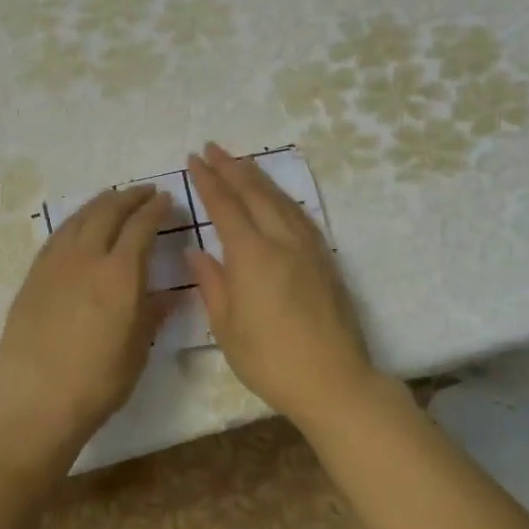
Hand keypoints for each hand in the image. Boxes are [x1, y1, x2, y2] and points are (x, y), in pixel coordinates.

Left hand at [0, 185, 173, 459]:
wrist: (36, 402)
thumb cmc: (97, 382)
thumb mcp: (137, 350)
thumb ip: (153, 314)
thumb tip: (171, 294)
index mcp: (119, 274)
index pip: (140, 227)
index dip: (155, 210)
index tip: (166, 200)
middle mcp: (86, 258)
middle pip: (108, 212)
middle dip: (129, 197)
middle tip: (144, 193)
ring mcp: (54, 265)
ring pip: (78, 219)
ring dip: (99, 204)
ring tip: (112, 200)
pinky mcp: (32, 277)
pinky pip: (56, 237)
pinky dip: (74, 223)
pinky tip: (78, 227)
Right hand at [184, 143, 380, 428]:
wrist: (334, 381)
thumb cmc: (270, 360)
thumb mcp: (227, 327)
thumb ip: (211, 283)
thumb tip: (197, 252)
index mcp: (252, 256)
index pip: (225, 206)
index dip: (208, 181)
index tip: (194, 160)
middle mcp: (282, 241)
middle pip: (255, 193)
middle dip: (232, 168)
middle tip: (212, 148)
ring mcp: (309, 249)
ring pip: (281, 200)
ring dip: (258, 177)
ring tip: (241, 162)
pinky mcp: (326, 261)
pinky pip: (300, 215)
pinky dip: (282, 198)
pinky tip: (276, 198)